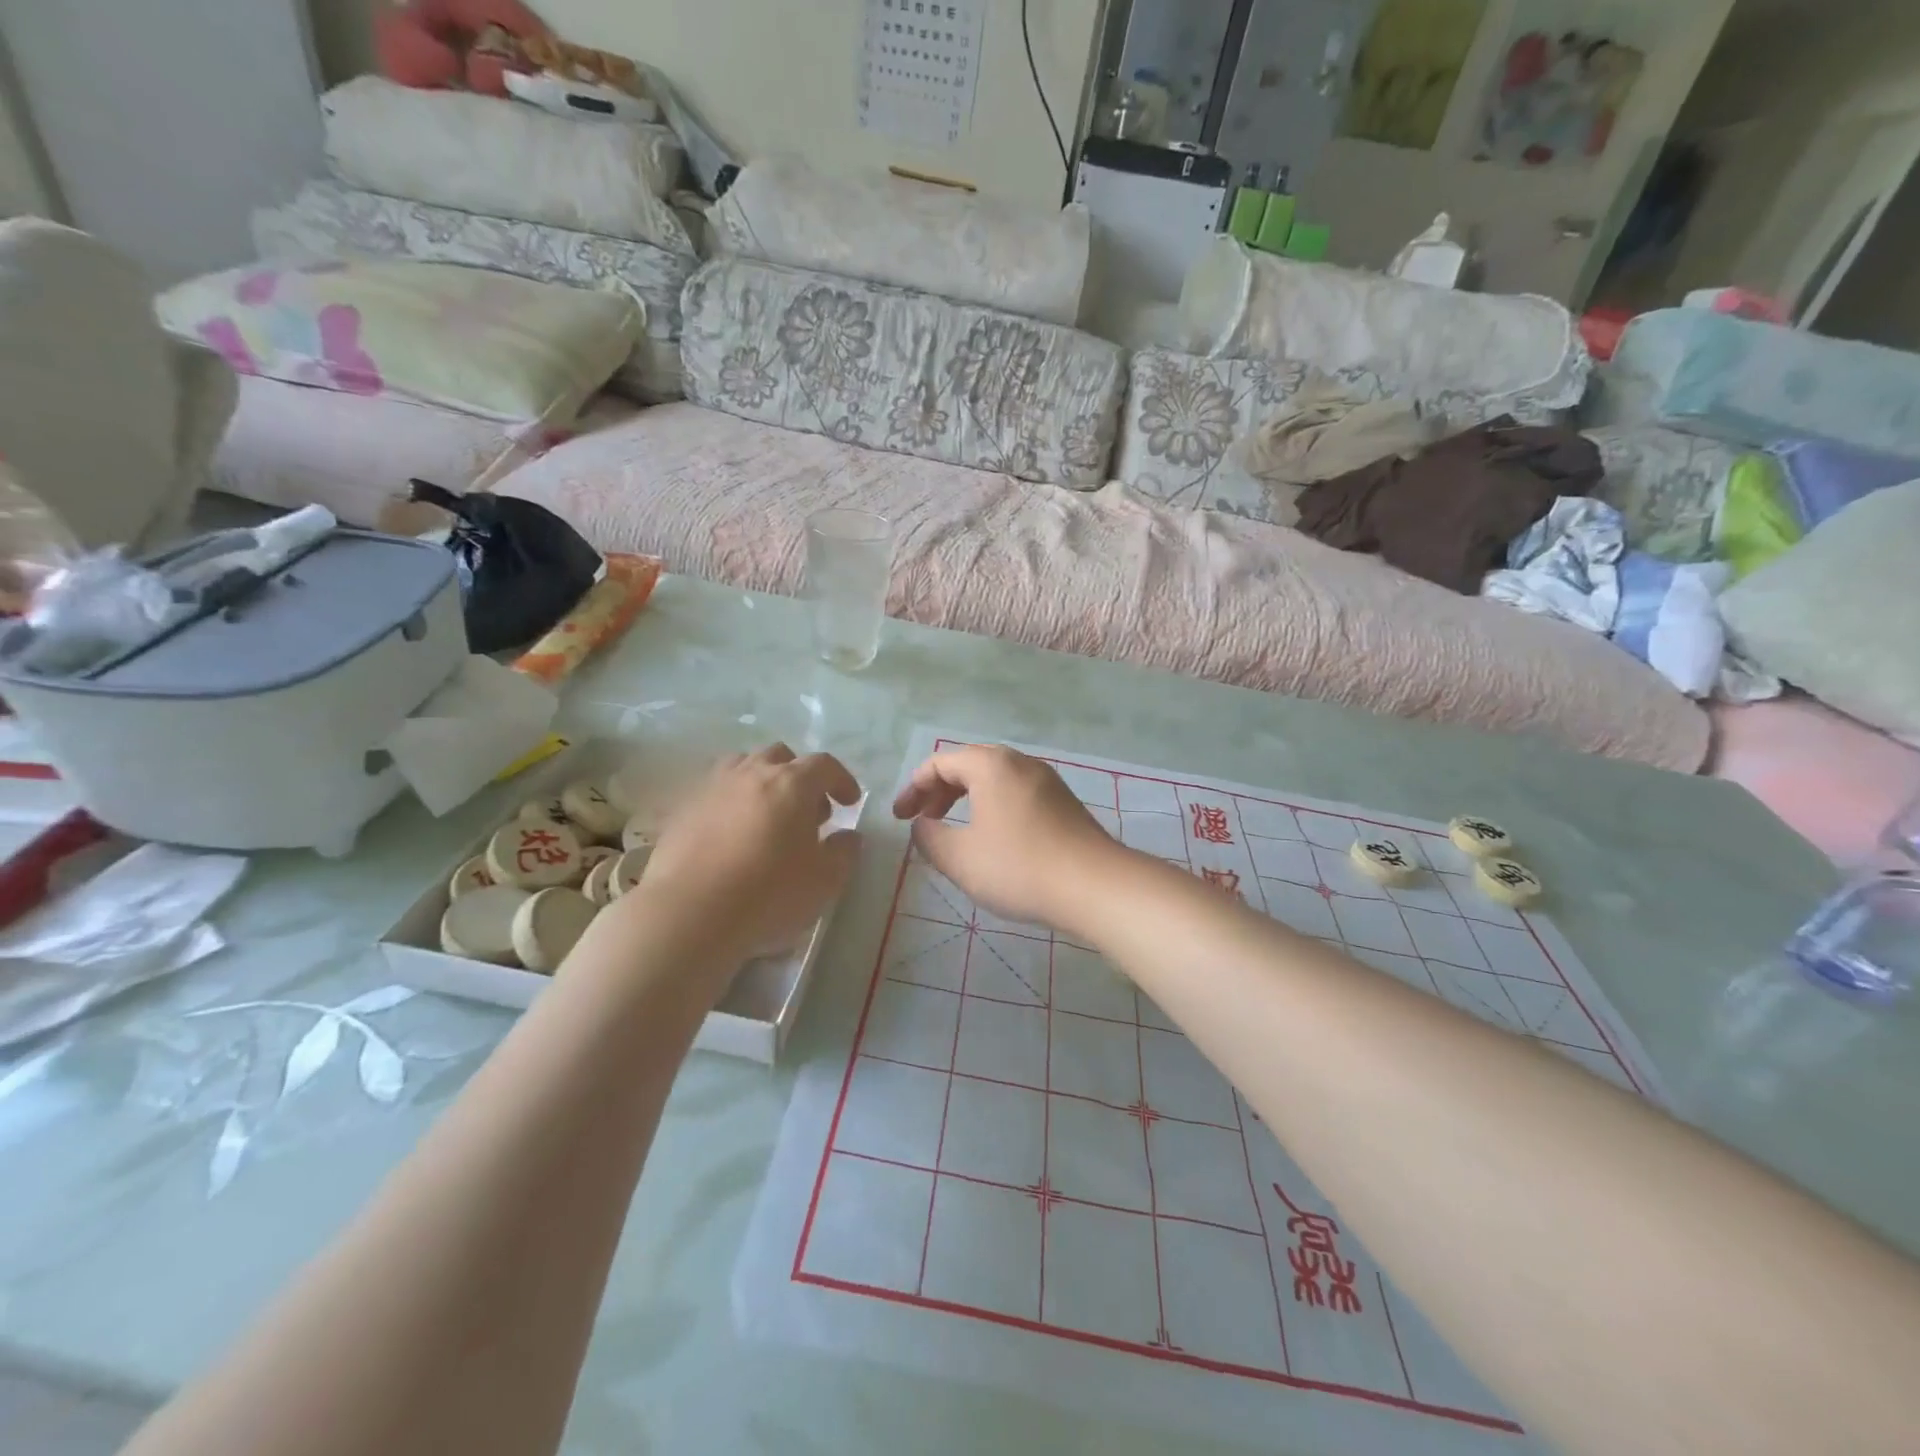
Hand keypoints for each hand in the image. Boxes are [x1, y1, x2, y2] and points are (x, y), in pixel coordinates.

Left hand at [632, 744, 861, 965]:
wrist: (689, 914)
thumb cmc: (768, 894)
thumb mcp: (825, 881)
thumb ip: (844, 852)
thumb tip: (847, 836)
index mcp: (791, 784)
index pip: (824, 765)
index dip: (841, 780)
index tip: (849, 802)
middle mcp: (751, 774)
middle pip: (780, 756)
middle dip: (800, 778)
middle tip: (807, 813)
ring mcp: (711, 788)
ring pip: (742, 766)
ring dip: (761, 782)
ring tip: (767, 816)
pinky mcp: (682, 810)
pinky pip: (713, 792)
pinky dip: (730, 803)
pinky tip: (731, 836)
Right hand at [892, 745, 1119, 932]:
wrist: (1095, 886)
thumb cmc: (1019, 867)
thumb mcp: (960, 858)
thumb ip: (929, 837)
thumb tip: (921, 825)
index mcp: (990, 765)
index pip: (939, 763)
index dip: (913, 788)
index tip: (900, 818)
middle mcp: (1019, 762)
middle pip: (968, 765)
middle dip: (938, 792)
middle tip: (922, 821)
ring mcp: (1046, 780)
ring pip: (994, 780)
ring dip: (966, 800)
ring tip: (953, 832)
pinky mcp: (1063, 802)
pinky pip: (1015, 794)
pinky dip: (992, 807)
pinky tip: (992, 840)